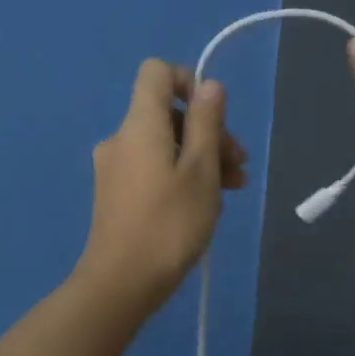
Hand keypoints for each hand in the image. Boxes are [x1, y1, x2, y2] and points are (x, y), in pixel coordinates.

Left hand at [75, 59, 246, 312]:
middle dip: (207, 131)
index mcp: (139, 124)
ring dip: (200, 158)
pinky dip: (180, 175)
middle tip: (238, 166)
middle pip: (167, 114)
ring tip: (232, 188)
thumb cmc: (169, 224)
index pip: (156, 72)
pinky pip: (152, 168)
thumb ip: (206, 122)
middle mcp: (121, 138)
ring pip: (164, 145)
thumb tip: (209, 85)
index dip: (188, 81)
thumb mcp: (201, 170)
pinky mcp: (115, 194)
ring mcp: (115, 168)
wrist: (121, 283)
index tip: (214, 115)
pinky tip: (205, 204)